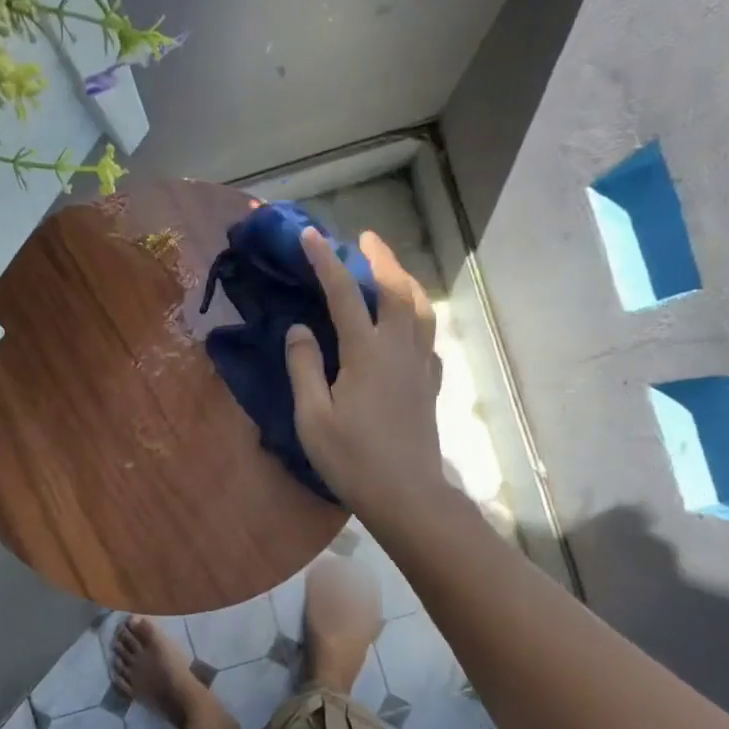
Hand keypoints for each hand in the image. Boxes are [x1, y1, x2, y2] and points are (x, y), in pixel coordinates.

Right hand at [283, 227, 447, 522]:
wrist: (406, 494)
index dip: (325, 262)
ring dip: (406, 281)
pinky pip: (428, 337)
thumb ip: (304, 367)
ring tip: (391, 270)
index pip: (344, 294)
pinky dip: (418, 317)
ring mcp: (420, 365)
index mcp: (366, 352)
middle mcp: (399, 349)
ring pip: (420, 309)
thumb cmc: (352, 459)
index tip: (310, 235)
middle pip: (395, 290)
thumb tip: (298, 329)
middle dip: (380, 258)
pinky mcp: (430, 384)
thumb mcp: (313, 417)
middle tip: (365, 238)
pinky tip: (410, 325)